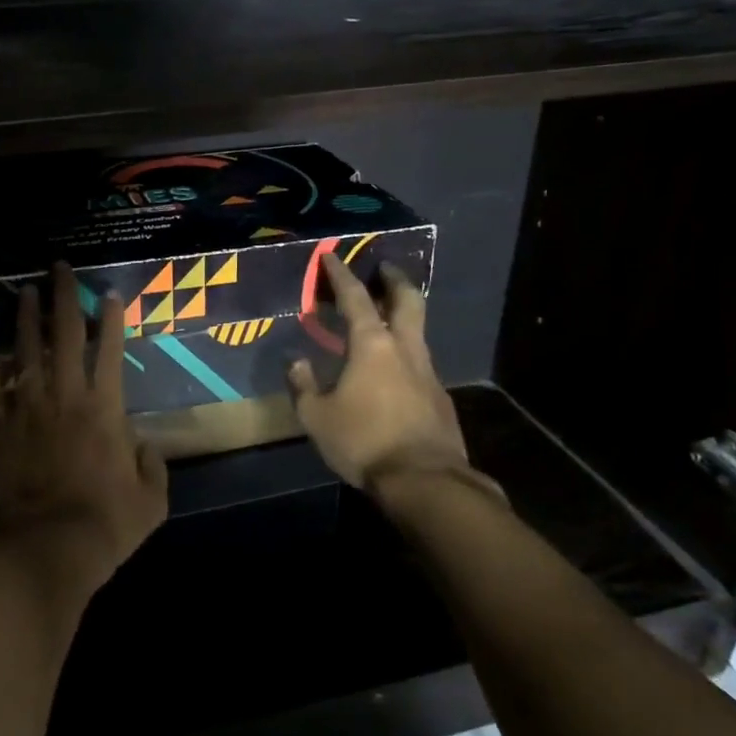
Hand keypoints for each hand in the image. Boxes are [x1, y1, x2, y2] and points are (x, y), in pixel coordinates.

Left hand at [0, 262, 168, 597]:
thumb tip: (146, 446)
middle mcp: (63, 396)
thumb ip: (153, 467)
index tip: (109, 293)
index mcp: (104, 408)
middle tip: (57, 267)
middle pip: (64, 335)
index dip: (111, 319)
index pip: (110, 350)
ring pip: (24, 351)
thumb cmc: (104, 525)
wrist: (44, 548)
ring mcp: (24, 409)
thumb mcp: (151, 502)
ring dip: (24, 319)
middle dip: (63, 296)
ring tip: (21, 293)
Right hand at [286, 255, 501, 502]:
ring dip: (403, 317)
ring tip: (385, 319)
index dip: (341, 274)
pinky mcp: (440, 397)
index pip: (355, 298)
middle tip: (383, 269)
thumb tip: (295, 363)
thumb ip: (304, 386)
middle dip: (394, 280)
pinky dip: (406, 353)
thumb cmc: (364, 441)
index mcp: (371, 345)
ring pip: (418, 331)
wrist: (424, 480)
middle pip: (407, 301)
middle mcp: (404, 349)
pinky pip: (420, 363)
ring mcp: (428, 372)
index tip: (332, 255)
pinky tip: (393, 371)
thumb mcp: (317, 416)